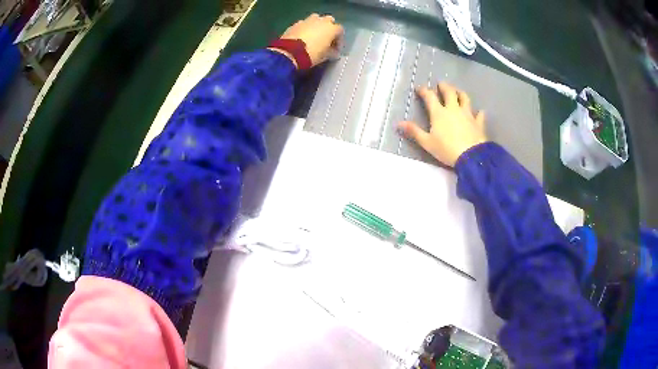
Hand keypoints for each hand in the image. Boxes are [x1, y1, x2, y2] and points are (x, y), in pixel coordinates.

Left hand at [276, 13, 343, 67]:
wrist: (289, 53)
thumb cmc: (312, 54)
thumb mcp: (325, 56)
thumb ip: (332, 53)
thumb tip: (334, 53)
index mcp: (331, 28)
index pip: (340, 31)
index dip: (339, 40)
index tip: (335, 50)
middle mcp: (321, 21)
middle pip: (329, 21)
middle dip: (329, 29)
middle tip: (326, 39)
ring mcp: (307, 20)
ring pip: (316, 19)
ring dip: (317, 26)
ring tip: (314, 36)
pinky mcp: (296, 24)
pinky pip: (304, 24)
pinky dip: (305, 29)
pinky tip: (302, 37)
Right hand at [398, 83, 487, 166]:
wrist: (471, 157)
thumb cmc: (446, 149)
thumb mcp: (427, 142)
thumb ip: (414, 131)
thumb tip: (398, 123)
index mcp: (439, 113)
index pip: (430, 96)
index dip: (423, 90)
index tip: (419, 88)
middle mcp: (453, 109)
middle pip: (449, 92)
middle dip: (444, 86)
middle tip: (441, 84)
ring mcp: (467, 114)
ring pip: (465, 98)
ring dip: (460, 93)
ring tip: (458, 92)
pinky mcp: (478, 123)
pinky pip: (479, 115)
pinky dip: (479, 112)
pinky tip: (480, 111)